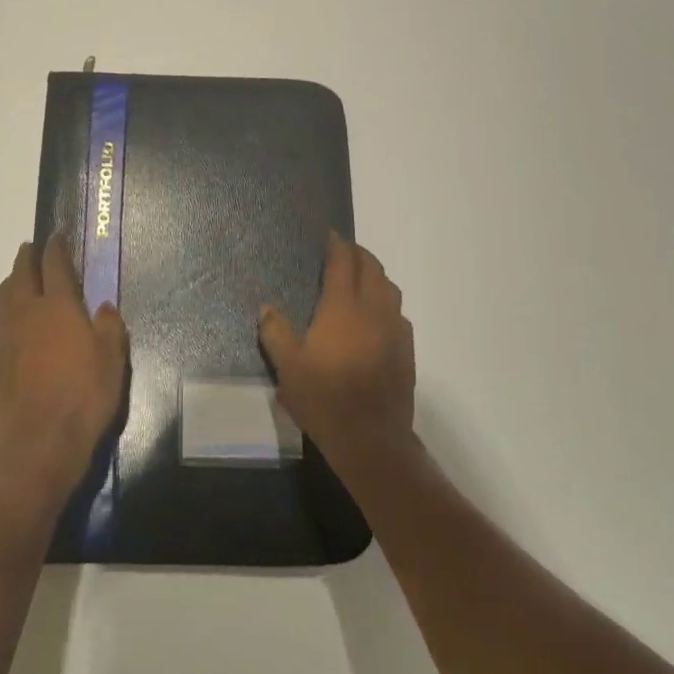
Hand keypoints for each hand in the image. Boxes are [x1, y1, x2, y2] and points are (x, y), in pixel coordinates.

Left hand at [0, 235, 127, 502]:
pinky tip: (16, 333)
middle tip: (31, 250)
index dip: (56, 248)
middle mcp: (27, 314)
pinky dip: (7, 321)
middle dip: (26, 258)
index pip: (54, 266)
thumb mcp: (112, 360)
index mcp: (58, 307)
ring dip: (11, 285)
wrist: (41, 443)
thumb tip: (103, 308)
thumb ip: (108, 328)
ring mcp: (5, 339)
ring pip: (2, 299)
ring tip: (18, 284)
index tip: (56, 237)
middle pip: (20, 275)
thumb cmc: (85, 396)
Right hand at [259, 234, 415, 466]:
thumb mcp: (288, 368)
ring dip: (375, 275)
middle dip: (359, 254)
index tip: (330, 235)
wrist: (371, 439)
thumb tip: (267, 308)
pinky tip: (375, 317)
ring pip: (389, 289)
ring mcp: (394, 329)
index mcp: (343, 308)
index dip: (337, 245)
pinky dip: (386, 302)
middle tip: (344, 251)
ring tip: (360, 278)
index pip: (343, 263)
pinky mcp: (407, 350)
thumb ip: (276, 333)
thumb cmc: (324, 399)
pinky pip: (397, 313)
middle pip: (372, 269)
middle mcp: (373, 310)